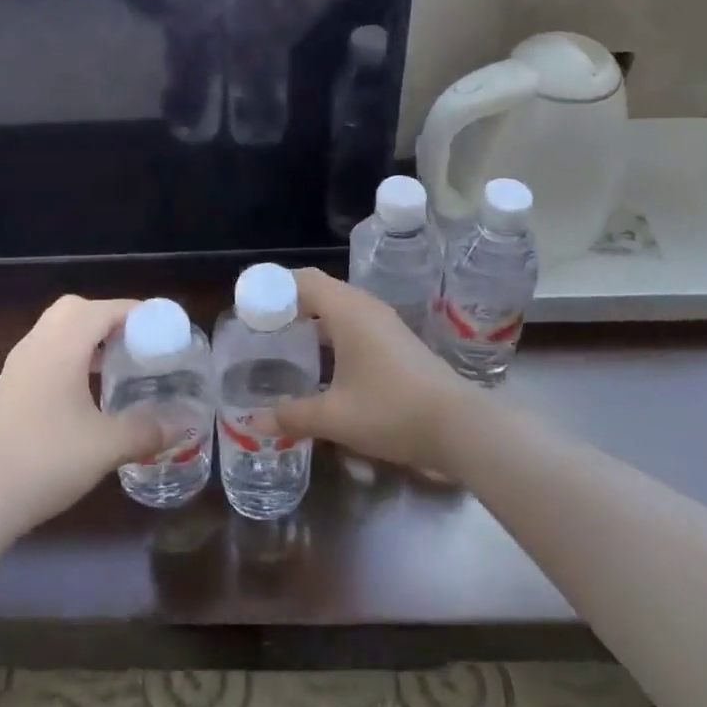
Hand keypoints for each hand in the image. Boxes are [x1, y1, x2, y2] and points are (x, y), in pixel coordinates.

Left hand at [0, 296, 172, 534]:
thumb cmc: (45, 462)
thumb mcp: (106, 447)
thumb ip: (147, 431)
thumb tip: (180, 426)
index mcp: (61, 347)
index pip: (102, 310)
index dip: (135, 312)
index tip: (161, 327)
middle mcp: (36, 346)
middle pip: (75, 309)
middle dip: (107, 317)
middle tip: (135, 341)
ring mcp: (17, 366)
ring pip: (55, 329)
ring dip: (86, 336)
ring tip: (116, 362)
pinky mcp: (8, 388)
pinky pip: (44, 352)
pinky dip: (69, 355)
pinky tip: (85, 390)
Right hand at [260, 268, 465, 473]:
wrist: (459, 426)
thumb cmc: (391, 410)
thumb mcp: (335, 418)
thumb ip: (293, 416)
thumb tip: (256, 423)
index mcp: (347, 311)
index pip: (302, 280)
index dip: (272, 287)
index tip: (247, 307)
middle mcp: (366, 308)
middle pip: (318, 291)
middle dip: (287, 305)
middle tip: (258, 329)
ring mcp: (384, 324)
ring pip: (338, 310)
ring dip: (310, 321)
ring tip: (283, 345)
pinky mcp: (396, 343)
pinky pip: (354, 325)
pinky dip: (330, 335)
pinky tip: (320, 365)